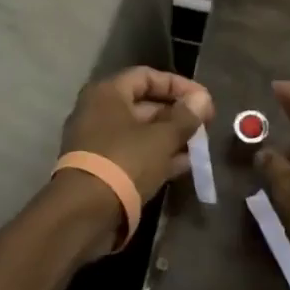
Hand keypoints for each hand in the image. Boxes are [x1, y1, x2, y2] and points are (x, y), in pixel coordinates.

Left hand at [60, 66, 215, 204]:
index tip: (203, 100)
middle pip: (144, 104)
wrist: (84, 213)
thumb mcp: (162, 137)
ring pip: (141, 132)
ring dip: (171, 137)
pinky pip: (135, 154)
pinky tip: (185, 165)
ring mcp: (99, 142)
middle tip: (204, 125)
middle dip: (177, 114)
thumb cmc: (125, 161)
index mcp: (108, 93)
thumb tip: (203, 98)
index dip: (179, 85)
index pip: (147, 76)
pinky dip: (158, 156)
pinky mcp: (102, 169)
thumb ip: (185, 116)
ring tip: (199, 146)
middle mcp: (99, 111)